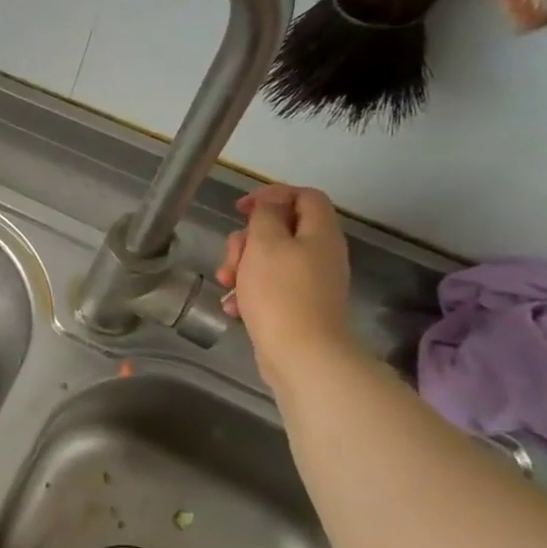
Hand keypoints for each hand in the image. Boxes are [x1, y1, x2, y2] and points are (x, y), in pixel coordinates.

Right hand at [214, 185, 354, 382]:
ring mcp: (310, 281)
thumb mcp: (264, 243)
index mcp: (319, 233)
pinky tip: (233, 306)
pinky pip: (269, 285)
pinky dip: (249, 290)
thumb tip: (270, 206)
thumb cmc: (279, 292)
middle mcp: (320, 253)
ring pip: (269, 259)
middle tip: (232, 256)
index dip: (272, 195)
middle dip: (247, 239)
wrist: (301, 353)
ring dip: (242, 266)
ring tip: (226, 284)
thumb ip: (265, 216)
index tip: (240, 209)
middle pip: (281, 229)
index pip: (304, 196)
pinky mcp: (298, 305)